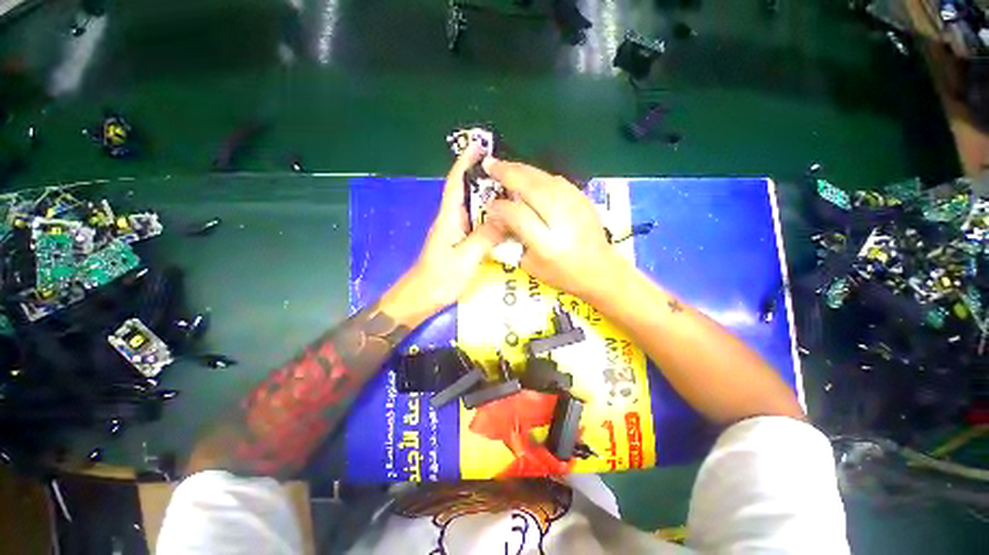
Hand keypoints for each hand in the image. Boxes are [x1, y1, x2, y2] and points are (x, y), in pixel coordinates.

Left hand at [384, 144, 505, 323]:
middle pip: (465, 191)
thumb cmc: (438, 279)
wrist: (420, 298)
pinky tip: (502, 219)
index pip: (455, 183)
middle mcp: (451, 220)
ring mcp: (454, 232)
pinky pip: (476, 223)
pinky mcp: (459, 243)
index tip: (479, 145)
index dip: (465, 162)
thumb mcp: (465, 259)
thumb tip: (506, 219)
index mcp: (448, 218)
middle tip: (507, 169)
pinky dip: (488, 216)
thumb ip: (484, 238)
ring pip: (472, 208)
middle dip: (482, 176)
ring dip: (487, 196)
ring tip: (510, 190)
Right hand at [483, 158, 626, 298]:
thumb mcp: (530, 265)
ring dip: (521, 169)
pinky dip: (538, 175)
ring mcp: (575, 205)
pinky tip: (528, 176)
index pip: (518, 215)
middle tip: (489, 164)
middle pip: (532, 187)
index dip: (500, 208)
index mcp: (547, 243)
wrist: (601, 270)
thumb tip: (499, 218)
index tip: (489, 206)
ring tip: (504, 166)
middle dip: (507, 173)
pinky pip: (556, 180)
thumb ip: (512, 242)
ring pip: (544, 178)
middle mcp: (562, 219)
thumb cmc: (562, 274)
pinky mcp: (583, 198)